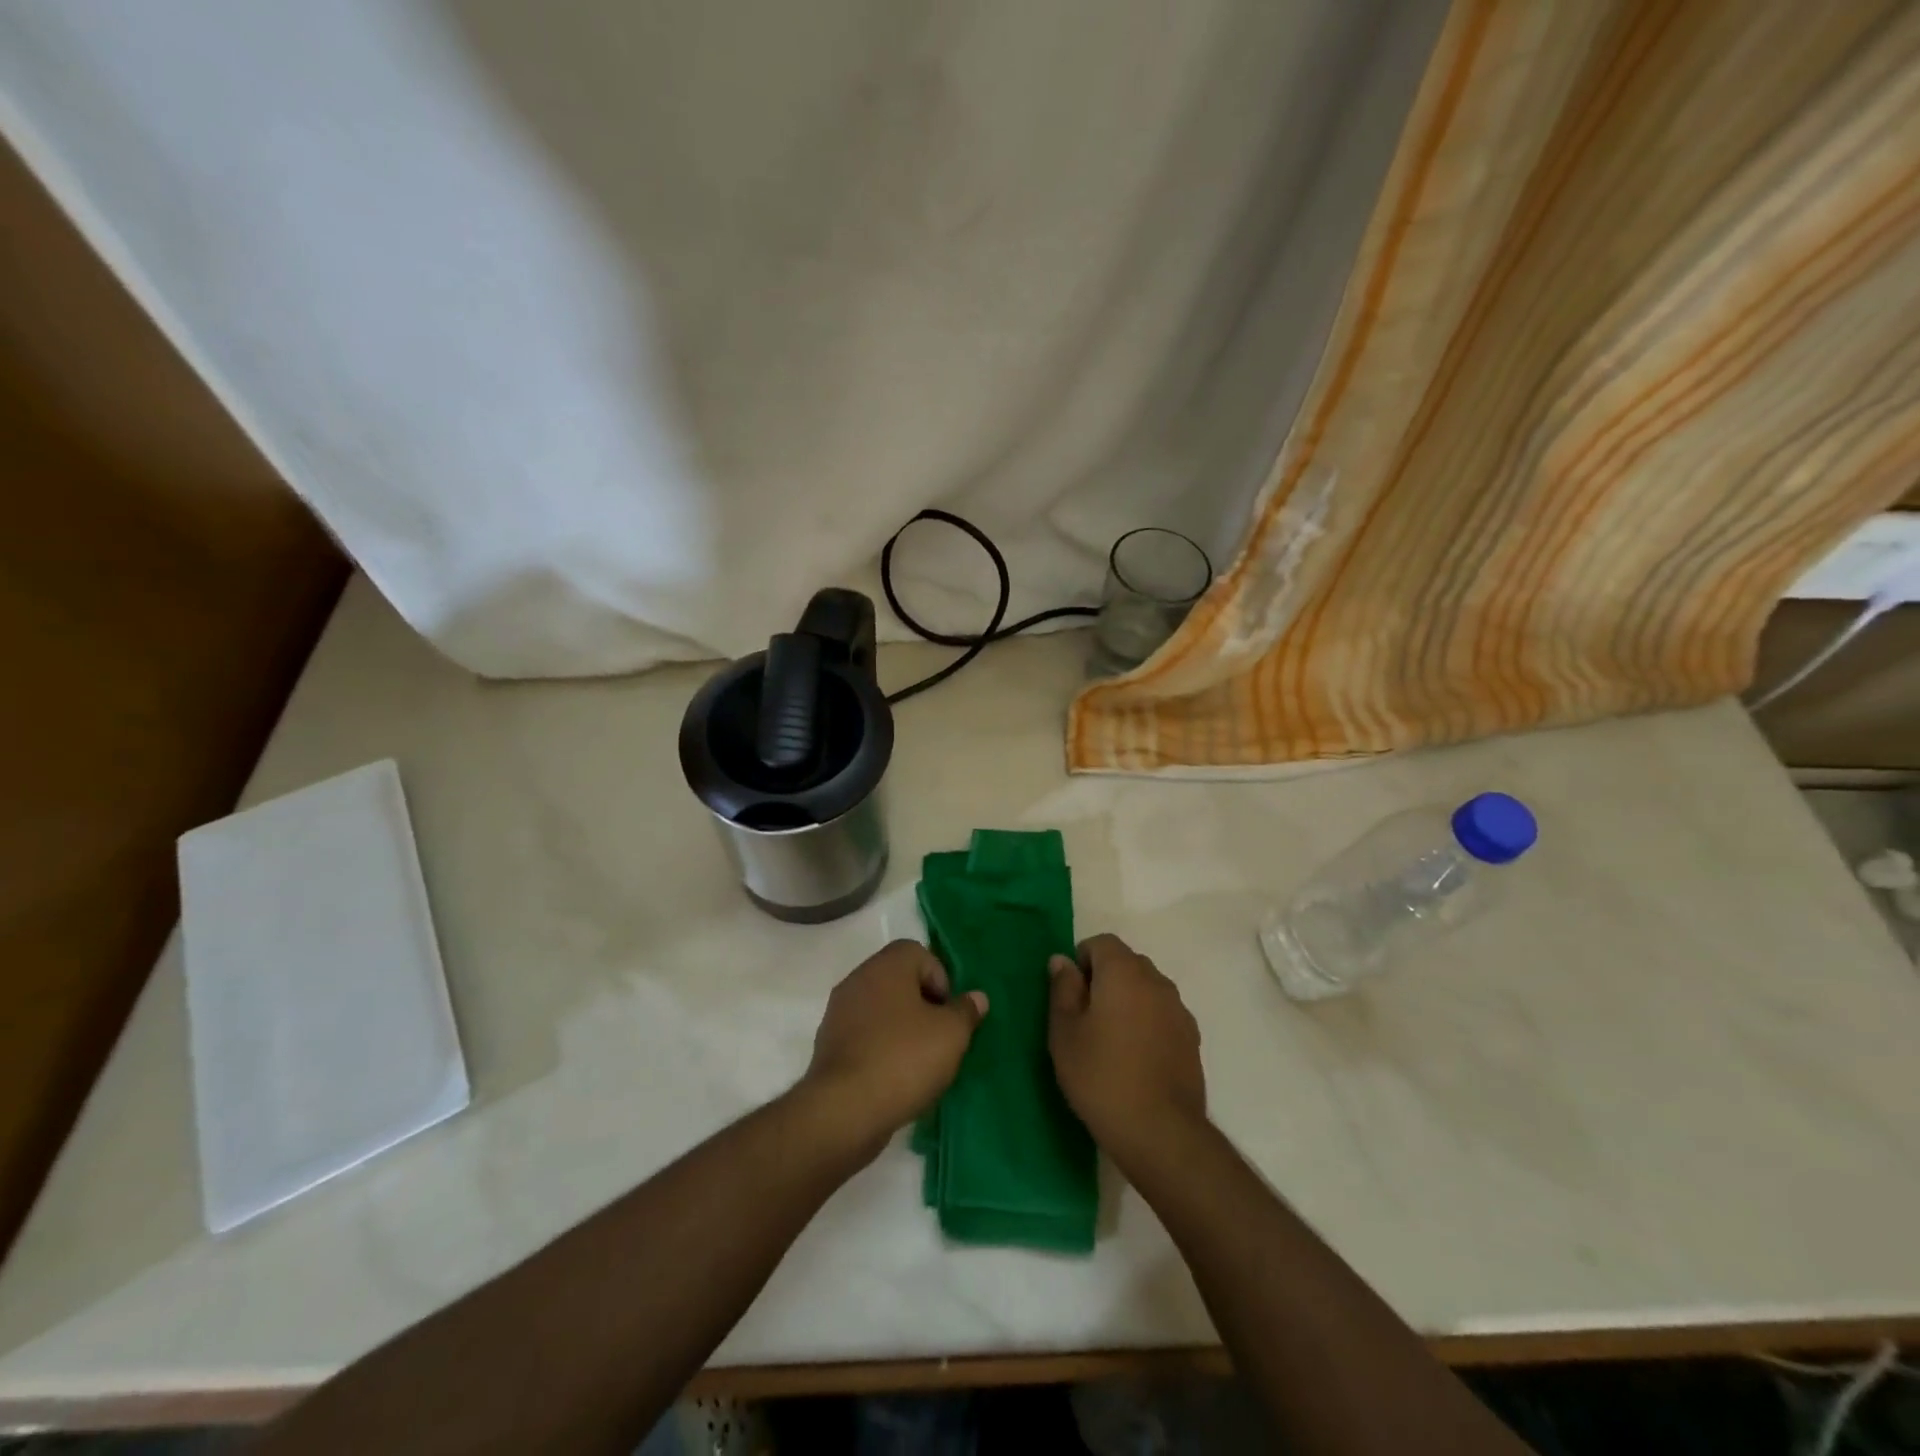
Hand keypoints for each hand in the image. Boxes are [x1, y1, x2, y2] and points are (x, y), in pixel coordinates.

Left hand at [800, 940, 986, 1158]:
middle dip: (923, 1006)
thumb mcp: (951, 1034)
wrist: (844, 1110)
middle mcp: (858, 980)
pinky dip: (881, 1048)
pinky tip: (895, 1078)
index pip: (919, 953)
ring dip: (902, 1029)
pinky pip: (865, 1036)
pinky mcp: (829, 1045)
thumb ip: (965, 1011)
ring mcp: (839, 1013)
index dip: (940, 979)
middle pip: (899, 981)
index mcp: (886, 966)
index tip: (948, 1013)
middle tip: (940, 1038)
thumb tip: (976, 997)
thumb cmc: (904, 1059)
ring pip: (881, 1010)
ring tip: (920, 1063)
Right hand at [1048, 933, 1205, 1168]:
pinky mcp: (1192, 1038)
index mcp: (1124, 971)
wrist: (1160, 1132)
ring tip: (1110, 1040)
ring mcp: (1179, 1009)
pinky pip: (1162, 1014)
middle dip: (1104, 979)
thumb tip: (1062, 960)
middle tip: (1084, 1018)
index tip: (1070, 995)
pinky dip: (1146, 1022)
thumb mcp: (1064, 1032)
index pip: (1101, 942)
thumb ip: (1062, 988)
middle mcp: (1156, 980)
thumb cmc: (1101, 1076)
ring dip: (1127, 1000)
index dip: (1081, 961)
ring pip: (1146, 988)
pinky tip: (1135, 1058)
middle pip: (1126, 962)